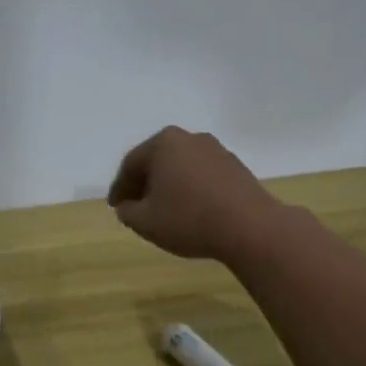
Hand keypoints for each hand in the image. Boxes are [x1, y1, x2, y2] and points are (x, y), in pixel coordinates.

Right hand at [107, 126, 284, 262]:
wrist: (250, 227)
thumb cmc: (189, 219)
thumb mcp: (146, 222)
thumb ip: (128, 212)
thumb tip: (127, 207)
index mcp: (163, 143)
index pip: (131, 165)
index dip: (119, 188)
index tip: (115, 207)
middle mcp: (189, 138)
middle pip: (157, 160)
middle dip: (144, 183)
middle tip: (135, 206)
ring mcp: (215, 150)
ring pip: (180, 166)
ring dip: (168, 185)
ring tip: (162, 209)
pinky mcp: (235, 166)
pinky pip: (201, 174)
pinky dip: (189, 188)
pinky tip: (189, 208)